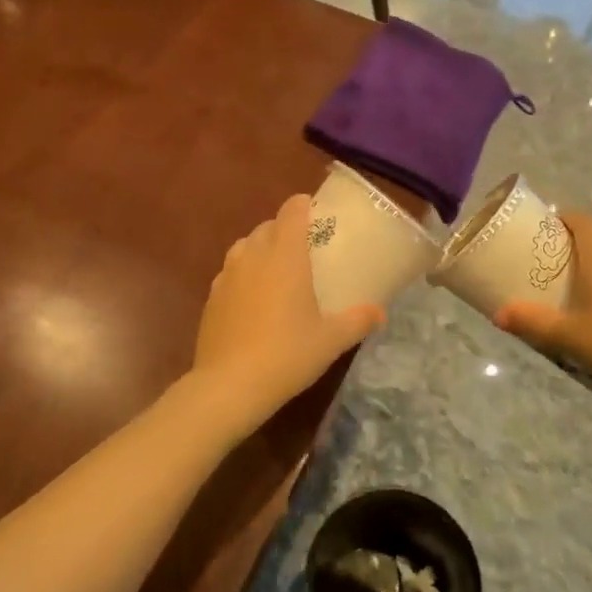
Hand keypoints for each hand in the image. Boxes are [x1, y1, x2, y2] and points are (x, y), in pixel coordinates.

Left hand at [190, 194, 384, 432]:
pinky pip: (230, 272)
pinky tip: (253, 298)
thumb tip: (380, 312)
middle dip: (284, 229)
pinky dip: (244, 274)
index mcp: (284, 256)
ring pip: (244, 246)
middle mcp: (253, 256)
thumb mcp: (331, 340)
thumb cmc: (287, 354)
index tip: (315, 211)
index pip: (291, 212)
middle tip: (304, 247)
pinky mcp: (211, 297)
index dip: (303, 205)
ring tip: (277, 269)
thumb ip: (358, 320)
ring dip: (261, 248)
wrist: (229, 385)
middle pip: (267, 227)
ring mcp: (227, 275)